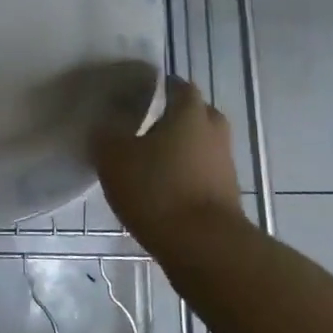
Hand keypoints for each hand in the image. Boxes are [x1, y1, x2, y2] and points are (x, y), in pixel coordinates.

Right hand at [90, 76, 246, 252]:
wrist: (205, 247)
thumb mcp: (113, 157)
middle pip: (194, 113)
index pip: (177, 85)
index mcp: (189, 111)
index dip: (156, 87)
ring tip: (148, 161)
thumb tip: (105, 125)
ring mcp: (225, 164)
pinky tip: (162, 188)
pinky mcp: (227, 195)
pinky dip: (185, 175)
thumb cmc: (157, 189)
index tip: (134, 95)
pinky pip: (203, 172)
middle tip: (143, 126)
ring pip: (200, 144)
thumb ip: (106, 135)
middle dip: (172, 117)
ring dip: (180, 149)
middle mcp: (213, 131)